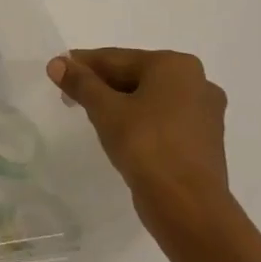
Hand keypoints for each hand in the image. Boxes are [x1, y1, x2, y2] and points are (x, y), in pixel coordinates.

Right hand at [47, 48, 234, 238]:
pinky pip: (161, 118)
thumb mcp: (105, 110)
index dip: (82, 64)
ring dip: (118, 102)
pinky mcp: (202, 139)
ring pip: (149, 97)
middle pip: (135, 75)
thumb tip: (57, 63)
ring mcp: (204, 112)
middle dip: (100, 84)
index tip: (56, 70)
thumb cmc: (145, 145)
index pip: (116, 58)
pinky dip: (138, 119)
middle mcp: (197, 81)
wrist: (187, 203)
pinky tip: (118, 131)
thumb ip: (80, 83)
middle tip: (68, 94)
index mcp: (175, 65)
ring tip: (89, 113)